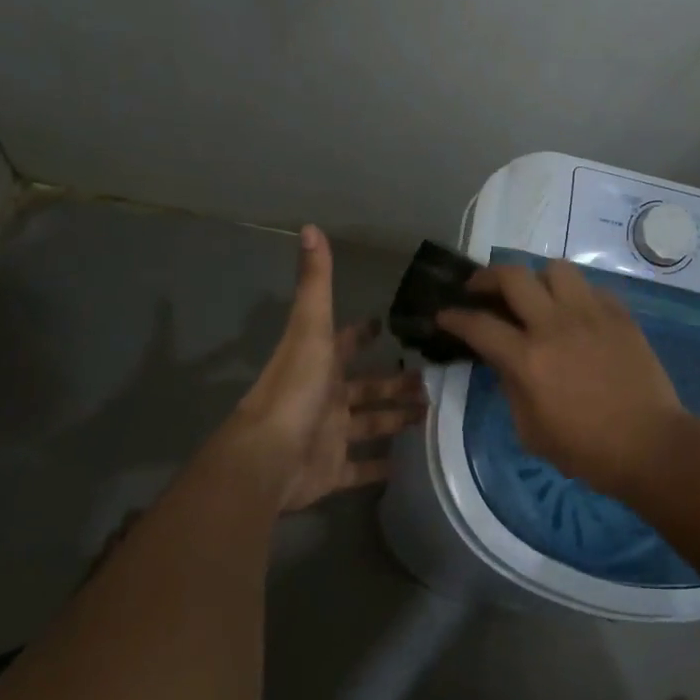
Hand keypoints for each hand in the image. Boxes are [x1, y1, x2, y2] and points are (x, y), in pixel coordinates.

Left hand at [229, 226, 426, 511]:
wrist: (269, 457)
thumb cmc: (295, 389)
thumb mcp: (311, 329)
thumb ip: (315, 283)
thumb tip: (310, 227)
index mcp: (320, 364)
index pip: (346, 342)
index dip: (364, 333)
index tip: (385, 325)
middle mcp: (325, 397)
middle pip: (366, 387)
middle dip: (394, 382)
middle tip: (429, 378)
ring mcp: (328, 436)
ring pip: (369, 425)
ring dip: (395, 419)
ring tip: (430, 413)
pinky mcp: (332, 471)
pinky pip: (359, 469)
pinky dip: (378, 467)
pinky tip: (405, 464)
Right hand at [437, 260, 686, 496]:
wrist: (650, 445)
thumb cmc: (586, 450)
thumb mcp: (531, 431)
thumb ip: (511, 389)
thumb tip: (505, 362)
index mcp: (527, 359)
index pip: (479, 325)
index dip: (454, 317)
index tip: (444, 314)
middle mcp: (555, 325)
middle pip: (513, 276)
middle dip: (487, 277)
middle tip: (481, 289)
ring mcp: (591, 314)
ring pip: (556, 269)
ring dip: (537, 278)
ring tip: (535, 295)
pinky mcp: (620, 315)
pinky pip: (591, 288)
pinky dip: (575, 295)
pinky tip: (575, 313)